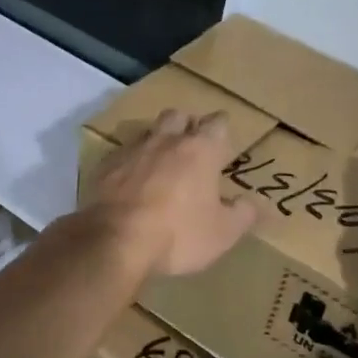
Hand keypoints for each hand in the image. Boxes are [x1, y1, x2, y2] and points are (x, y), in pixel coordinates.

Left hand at [82, 109, 257, 277]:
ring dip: (157, 142)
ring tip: (161, 165)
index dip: (222, 130)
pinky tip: (131, 183)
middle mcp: (166, 140)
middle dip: (187, 125)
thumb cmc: (178, 234)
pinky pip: (122, 155)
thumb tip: (253, 202)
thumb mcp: (223, 233)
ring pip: (148, 132)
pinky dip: (130, 164)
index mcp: (200, 150)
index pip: (218, 123)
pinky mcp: (104, 166)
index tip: (224, 142)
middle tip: (192, 147)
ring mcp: (132, 150)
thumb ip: (243, 214)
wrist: (114, 241)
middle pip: (178, 116)